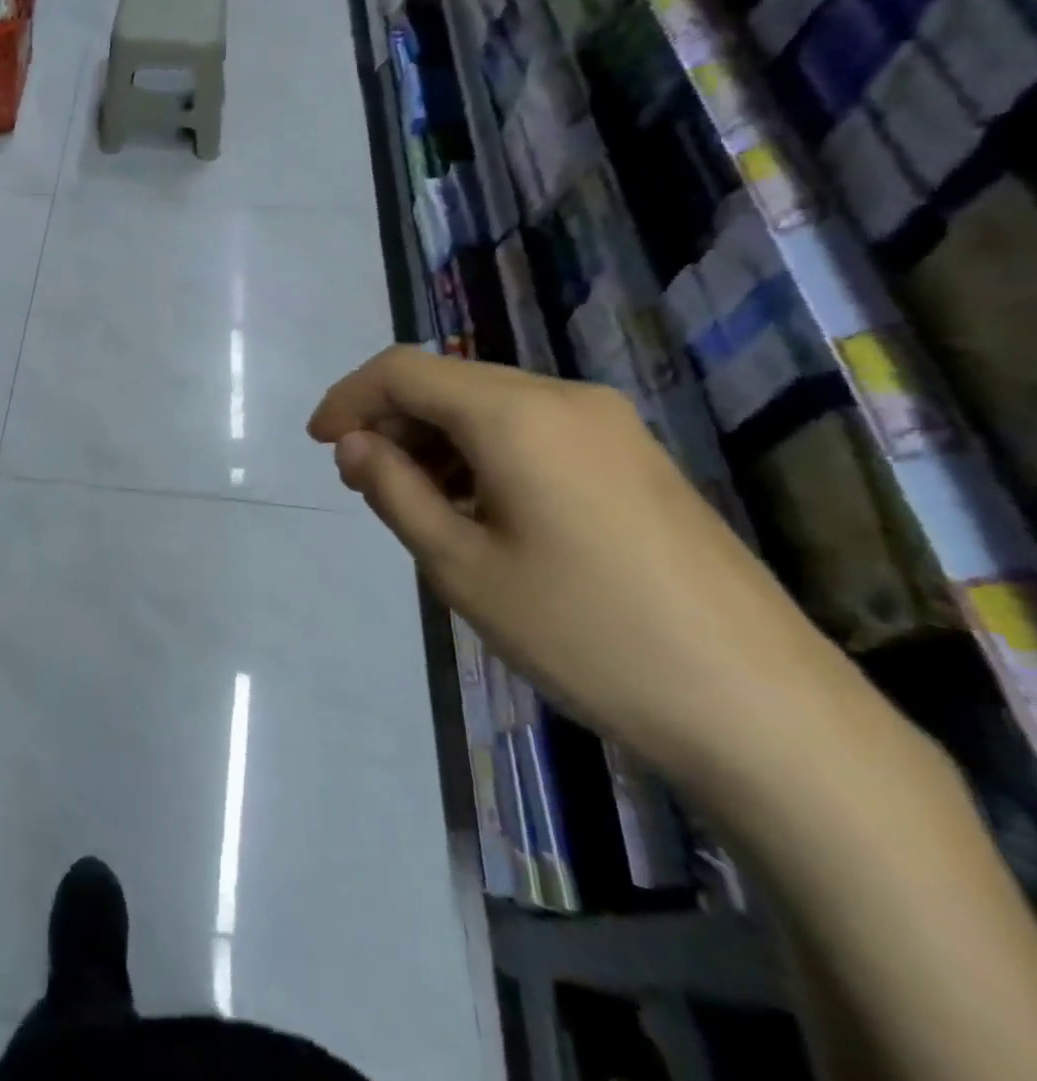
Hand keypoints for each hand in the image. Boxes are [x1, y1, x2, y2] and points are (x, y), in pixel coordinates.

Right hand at [309, 347, 859, 784]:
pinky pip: (533, 431)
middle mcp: (565, 398)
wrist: (761, 708)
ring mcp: (610, 426)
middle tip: (361, 482)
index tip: (318, 444)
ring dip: (435, 438)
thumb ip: (394, 490)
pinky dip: (482, 453)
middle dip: (391, 421)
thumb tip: (355, 444)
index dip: (349, 398)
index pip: (404, 371)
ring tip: (413, 501)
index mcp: (517, 414)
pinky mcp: (634, 459)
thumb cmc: (586, 634)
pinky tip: (476, 508)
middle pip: (449, 383)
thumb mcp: (461, 567)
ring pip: (491, 406)